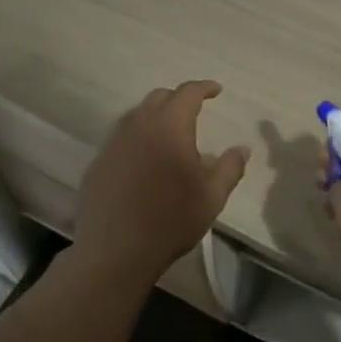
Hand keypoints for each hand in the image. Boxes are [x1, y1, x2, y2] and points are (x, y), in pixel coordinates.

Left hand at [76, 81, 248, 283]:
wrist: (114, 253)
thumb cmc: (170, 220)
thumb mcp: (212, 197)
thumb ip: (230, 167)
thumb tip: (242, 148)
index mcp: (170, 126)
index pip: (188, 93)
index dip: (204, 87)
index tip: (216, 90)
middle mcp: (139, 126)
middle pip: (159, 98)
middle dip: (178, 99)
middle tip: (194, 111)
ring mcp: (113, 144)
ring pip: (136, 116)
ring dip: (155, 117)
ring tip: (169, 134)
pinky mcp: (98, 164)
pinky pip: (121, 139)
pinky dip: (137, 139)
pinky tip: (144, 160)